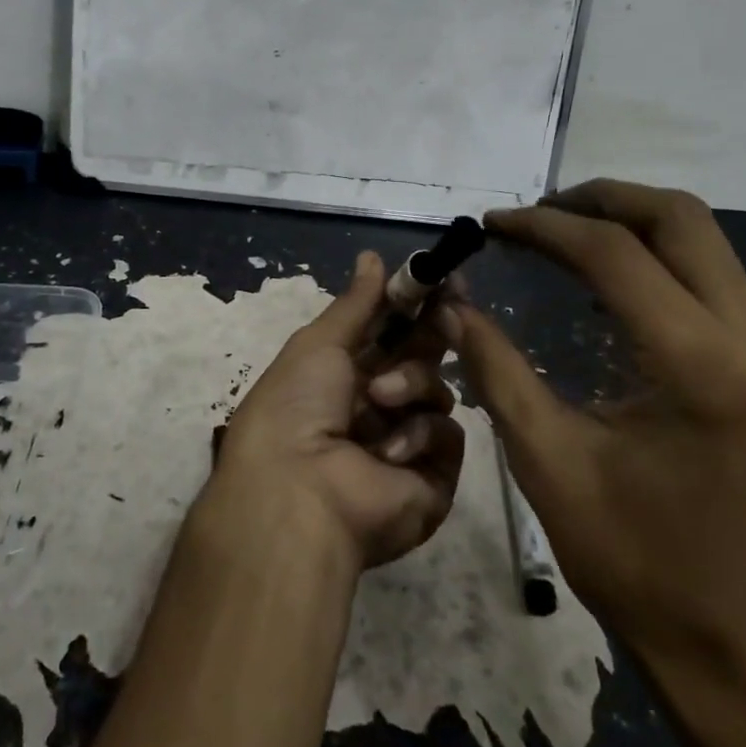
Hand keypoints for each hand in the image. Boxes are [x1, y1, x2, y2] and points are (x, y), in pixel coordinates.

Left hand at [211, 251, 465, 570]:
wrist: (299, 491)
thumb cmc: (297, 404)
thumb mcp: (320, 343)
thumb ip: (357, 302)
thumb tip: (373, 255)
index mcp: (345, 373)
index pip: (392, 330)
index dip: (415, 304)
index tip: (441, 278)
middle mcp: (377, 405)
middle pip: (422, 357)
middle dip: (431, 333)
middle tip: (446, 310)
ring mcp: (406, 442)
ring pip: (437, 391)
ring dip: (411, 386)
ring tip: (379, 400)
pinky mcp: (432, 479)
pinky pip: (448, 437)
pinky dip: (420, 435)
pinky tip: (388, 450)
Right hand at [442, 180, 745, 675]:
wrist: (734, 637)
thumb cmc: (632, 556)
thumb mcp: (546, 458)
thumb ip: (495, 366)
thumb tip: (450, 301)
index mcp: (697, 365)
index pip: (614, 253)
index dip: (544, 227)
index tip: (493, 225)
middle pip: (678, 218)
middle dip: (598, 200)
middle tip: (534, 215)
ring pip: (702, 237)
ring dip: (627, 221)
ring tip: (559, 233)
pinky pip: (712, 272)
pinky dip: (653, 253)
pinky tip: (604, 274)